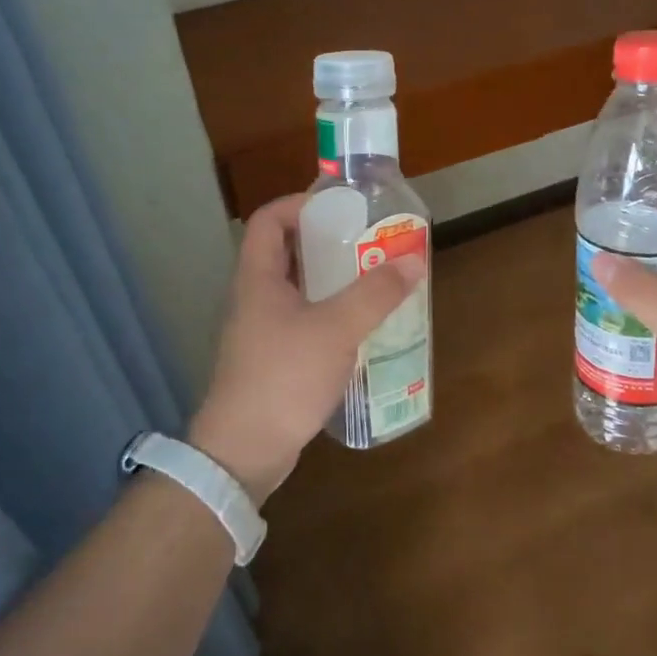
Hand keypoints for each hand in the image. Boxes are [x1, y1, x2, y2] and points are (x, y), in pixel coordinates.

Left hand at [190, 195, 427, 504]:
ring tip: (373, 280)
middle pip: (287, 252)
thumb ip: (375, 294)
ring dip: (332, 281)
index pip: (269, 220)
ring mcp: (262, 331)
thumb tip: (413, 260)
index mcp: (259, 278)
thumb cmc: (283, 376)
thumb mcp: (335, 329)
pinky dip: (330, 314)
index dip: (300, 204)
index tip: (340, 209)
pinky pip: (303, 321)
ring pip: (298, 289)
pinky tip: (360, 328)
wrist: (243, 451)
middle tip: (368, 242)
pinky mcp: (273, 359)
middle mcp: (255, 297)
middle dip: (327, 242)